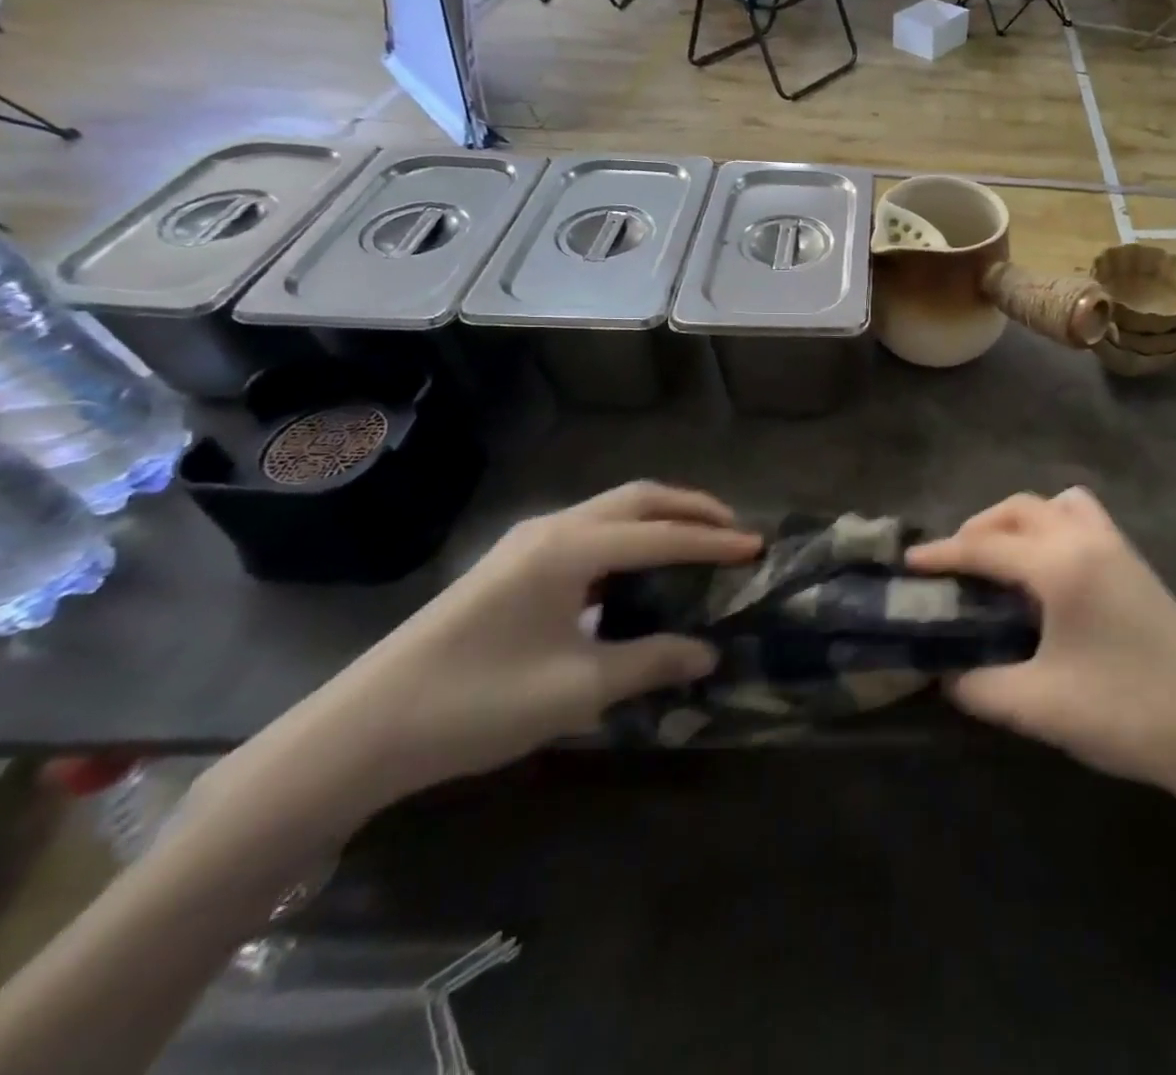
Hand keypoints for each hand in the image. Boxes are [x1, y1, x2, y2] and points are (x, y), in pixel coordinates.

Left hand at [208, 484, 760, 836]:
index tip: (758, 547)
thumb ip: (651, 662)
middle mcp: (552, 529)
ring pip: (611, 510)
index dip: (715, 543)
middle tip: (734, 529)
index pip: (662, 536)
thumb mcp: (578, 689)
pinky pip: (588, 532)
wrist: (361, 732)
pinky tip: (637, 569)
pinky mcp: (510, 564)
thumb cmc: (477, 703)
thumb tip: (708, 653)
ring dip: (659, 518)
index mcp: (571, 549)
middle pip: (638, 499)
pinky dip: (628, 536)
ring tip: (698, 541)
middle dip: (692, 508)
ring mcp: (526, 543)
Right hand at [908, 488, 1175, 810]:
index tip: (908, 563)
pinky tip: (1049, 576)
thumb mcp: (1040, 707)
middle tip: (953, 565)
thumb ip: (980, 688)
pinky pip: (1086, 521)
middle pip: (1020, 510)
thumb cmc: (1128, 713)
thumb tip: (946, 676)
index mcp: (1061, 565)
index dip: (942, 554)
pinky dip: (1055, 529)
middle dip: (979, 528)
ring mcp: (1119, 549)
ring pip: (1058, 506)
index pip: (986, 546)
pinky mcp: (1138, 567)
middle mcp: (1088, 540)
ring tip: (1001, 561)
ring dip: (1021, 521)